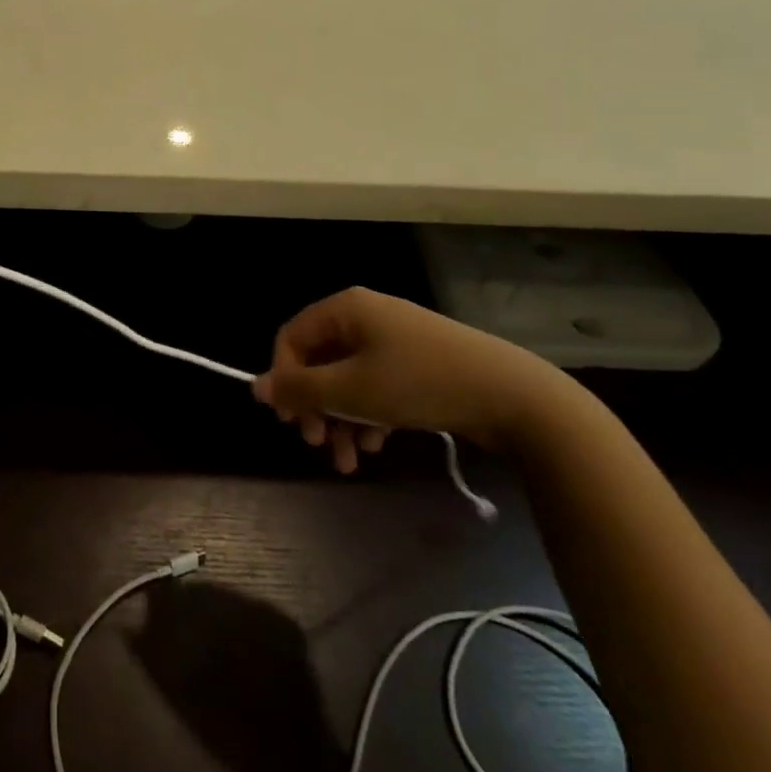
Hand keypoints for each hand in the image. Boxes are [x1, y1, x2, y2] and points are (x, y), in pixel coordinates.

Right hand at [252, 287, 563, 471]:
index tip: (290, 421)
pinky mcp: (418, 364)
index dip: (284, 379)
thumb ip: (299, 390)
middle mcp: (366, 316)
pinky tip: (377, 446)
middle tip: (317, 444)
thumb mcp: (352, 391)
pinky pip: (376, 385)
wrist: (515, 397)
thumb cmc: (420, 384)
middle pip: (320, 361)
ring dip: (341, 420)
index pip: (292, 339)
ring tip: (349, 462)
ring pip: (348, 379)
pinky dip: (369, 415)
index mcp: (346, 309)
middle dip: (316, 407)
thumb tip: (255, 387)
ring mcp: (394, 340)